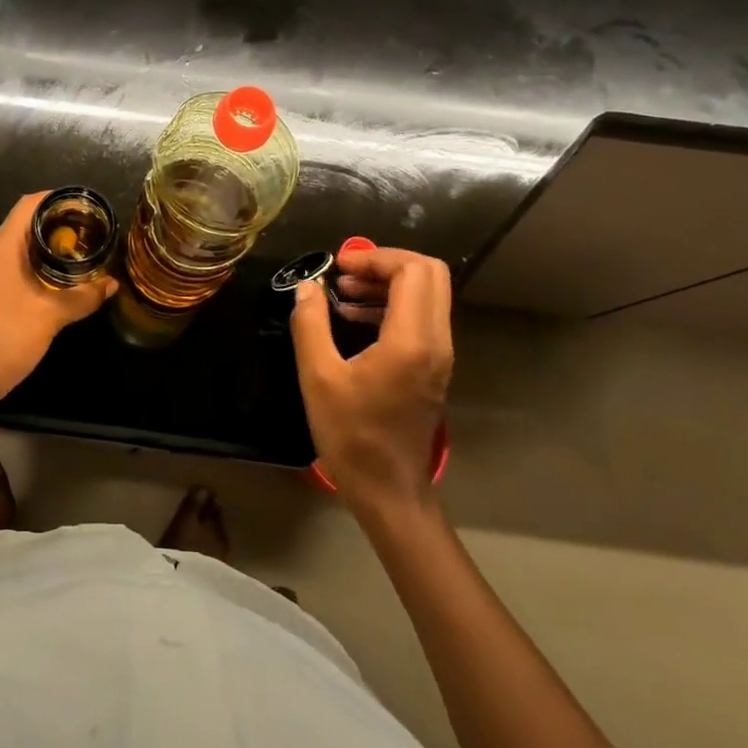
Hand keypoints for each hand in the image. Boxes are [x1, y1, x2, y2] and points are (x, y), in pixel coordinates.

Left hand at [0, 192, 116, 407]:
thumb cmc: (9, 339)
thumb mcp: (52, 316)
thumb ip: (83, 296)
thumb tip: (111, 284)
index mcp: (0, 249)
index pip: (26, 206)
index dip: (52, 199)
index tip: (78, 205)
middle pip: (18, 226)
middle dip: (50, 227)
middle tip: (82, 234)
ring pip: (10, 249)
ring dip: (37, 250)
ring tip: (68, 258)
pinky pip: (2, 268)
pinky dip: (24, 268)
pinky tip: (44, 286)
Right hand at [289, 247, 452, 507]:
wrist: (388, 490)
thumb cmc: (351, 435)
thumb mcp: (317, 376)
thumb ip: (311, 323)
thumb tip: (308, 286)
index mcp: (411, 340)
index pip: (412, 271)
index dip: (375, 257)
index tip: (338, 266)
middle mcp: (436, 342)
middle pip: (429, 274)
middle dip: (386, 264)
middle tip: (345, 274)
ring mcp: (439, 356)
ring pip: (428, 295)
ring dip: (388, 284)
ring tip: (344, 294)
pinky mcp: (433, 368)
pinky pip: (421, 318)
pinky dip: (392, 306)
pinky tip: (354, 320)